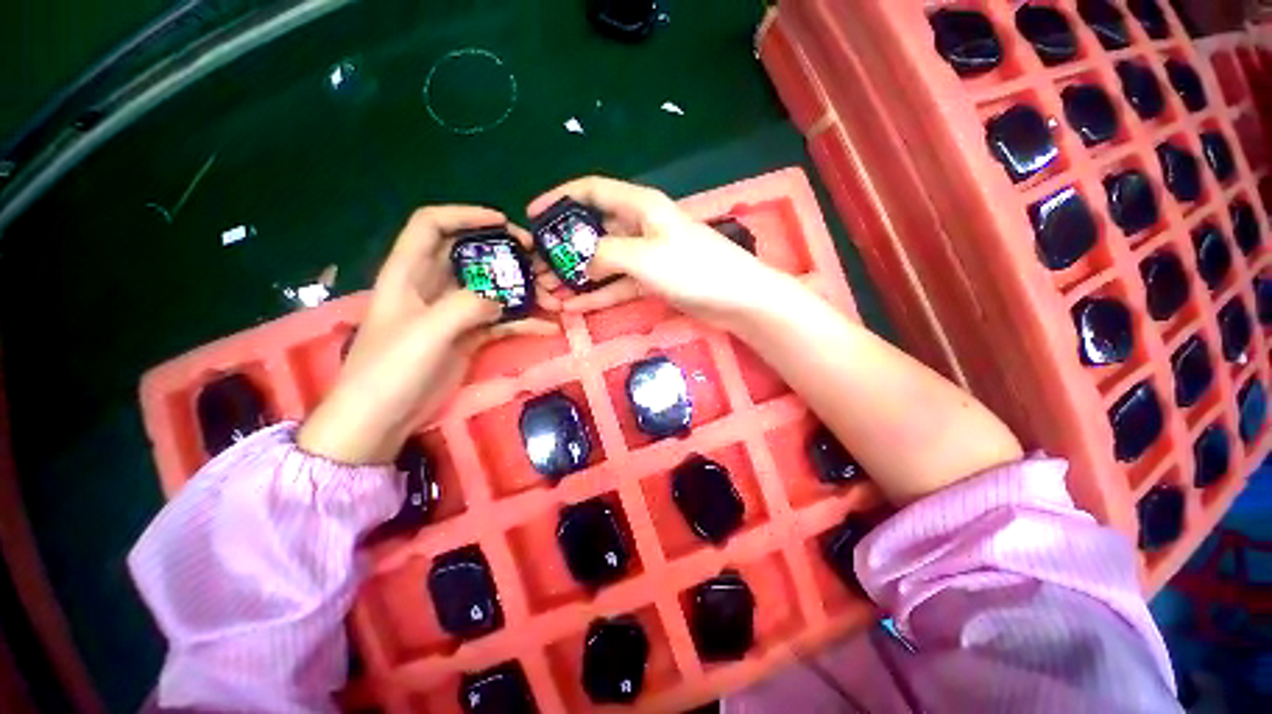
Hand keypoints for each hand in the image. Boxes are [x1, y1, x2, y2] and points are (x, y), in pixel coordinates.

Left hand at [297, 207, 558, 464]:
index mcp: (409, 273)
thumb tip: (500, 298)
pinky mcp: (469, 336)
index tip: (502, 223)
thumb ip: (465, 306)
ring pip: (493, 290)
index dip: (465, 215)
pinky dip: (523, 322)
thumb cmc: (391, 369)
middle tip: (539, 261)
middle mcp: (433, 287)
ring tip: (553, 298)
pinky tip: (547, 328)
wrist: (383, 418)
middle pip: (473, 256)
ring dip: (524, 292)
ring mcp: (454, 313)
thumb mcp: (426, 332)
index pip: (432, 226)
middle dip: (507, 255)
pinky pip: (501, 321)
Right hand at [528, 176, 785, 327]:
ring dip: (577, 275)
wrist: (735, 298)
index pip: (591, 190)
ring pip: (603, 261)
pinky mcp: (651, 281)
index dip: (560, 198)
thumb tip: (580, 260)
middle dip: (563, 247)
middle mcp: (640, 226)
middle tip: (537, 267)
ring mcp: (645, 256)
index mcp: (639, 206)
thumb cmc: (693, 268)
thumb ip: (605, 253)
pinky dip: (597, 294)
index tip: (532, 215)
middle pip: (593, 230)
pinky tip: (574, 306)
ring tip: (548, 291)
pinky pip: (617, 284)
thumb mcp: (644, 255)